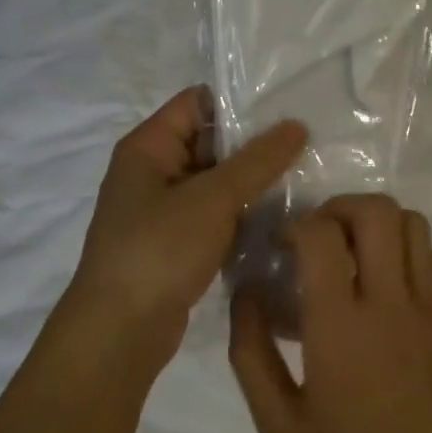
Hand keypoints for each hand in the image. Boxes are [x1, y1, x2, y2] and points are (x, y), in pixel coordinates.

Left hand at [72, 88, 305, 360]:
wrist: (121, 329)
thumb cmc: (159, 250)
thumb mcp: (212, 198)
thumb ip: (257, 161)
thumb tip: (296, 125)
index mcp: (148, 147)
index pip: (197, 102)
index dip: (240, 102)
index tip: (289, 108)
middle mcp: (153, 172)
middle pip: (210, 142)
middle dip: (255, 145)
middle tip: (310, 145)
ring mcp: (164, 211)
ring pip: (216, 183)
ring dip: (253, 183)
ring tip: (306, 178)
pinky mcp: (177, 244)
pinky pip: (215, 216)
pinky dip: (242, 215)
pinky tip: (282, 218)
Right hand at [229, 194, 431, 432]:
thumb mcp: (276, 423)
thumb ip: (251, 352)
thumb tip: (247, 293)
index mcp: (340, 326)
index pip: (321, 235)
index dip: (295, 226)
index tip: (282, 247)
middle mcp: (389, 303)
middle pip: (376, 210)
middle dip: (340, 207)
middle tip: (319, 236)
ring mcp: (428, 308)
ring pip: (412, 223)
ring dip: (377, 224)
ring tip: (353, 253)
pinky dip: (406, 250)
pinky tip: (385, 284)